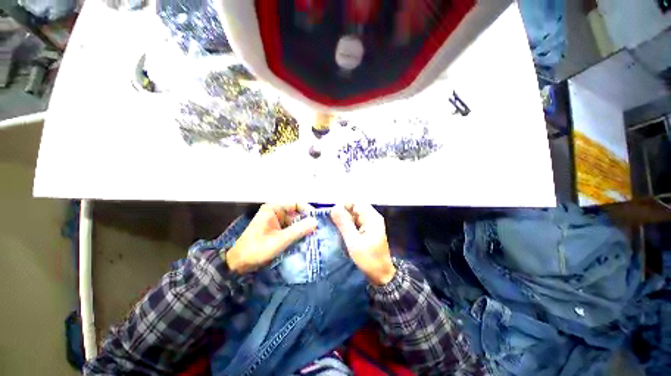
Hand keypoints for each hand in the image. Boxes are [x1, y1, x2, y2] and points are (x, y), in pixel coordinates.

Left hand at [226, 203, 317, 272]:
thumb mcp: (279, 240)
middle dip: (307, 221)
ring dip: (303, 229)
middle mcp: (276, 212)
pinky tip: (306, 240)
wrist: (238, 264)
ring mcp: (277, 222)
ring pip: (295, 222)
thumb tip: (316, 222)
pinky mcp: (277, 231)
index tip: (318, 219)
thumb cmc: (256, 249)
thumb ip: (298, 230)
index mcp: (274, 209)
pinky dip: (298, 234)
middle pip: (297, 213)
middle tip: (319, 230)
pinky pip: (291, 229)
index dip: (308, 210)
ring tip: (316, 236)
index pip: (296, 204)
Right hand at [331, 204, 395, 285]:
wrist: (381, 276)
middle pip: (354, 208)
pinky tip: (340, 233)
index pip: (355, 202)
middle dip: (342, 214)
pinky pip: (354, 223)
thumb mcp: (354, 242)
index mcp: (371, 217)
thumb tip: (334, 207)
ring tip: (335, 229)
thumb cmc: (369, 259)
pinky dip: (347, 226)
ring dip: (343, 221)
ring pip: (352, 216)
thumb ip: (344, 224)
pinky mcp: (366, 230)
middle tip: (333, 225)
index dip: (343, 206)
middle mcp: (371, 217)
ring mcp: (369, 224)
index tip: (333, 215)